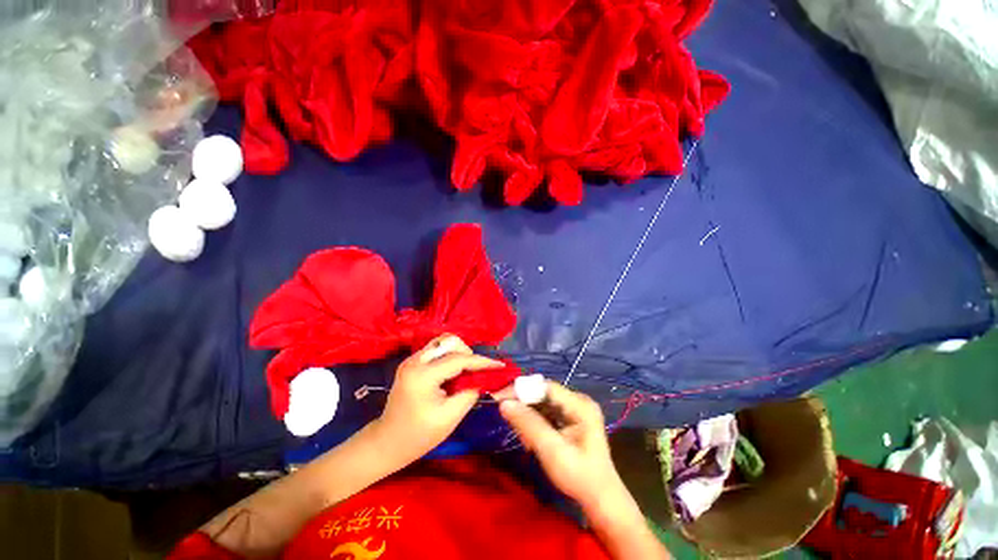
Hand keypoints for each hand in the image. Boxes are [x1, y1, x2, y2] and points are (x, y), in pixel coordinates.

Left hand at [374, 335, 503, 464]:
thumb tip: (482, 378)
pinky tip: (454, 371)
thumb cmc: (418, 436)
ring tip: (467, 371)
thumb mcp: (450, 417)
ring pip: (443, 343)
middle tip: (478, 372)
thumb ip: (469, 393)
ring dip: (459, 353)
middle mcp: (415, 361)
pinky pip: (437, 350)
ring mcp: (411, 360)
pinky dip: (450, 356)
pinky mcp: (411, 363)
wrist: (386, 442)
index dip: (481, 361)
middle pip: (450, 343)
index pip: (458, 360)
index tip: (499, 365)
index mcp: (423, 375)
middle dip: (468, 354)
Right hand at [499, 383, 628, 512]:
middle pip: (543, 393)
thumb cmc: (579, 477)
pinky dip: (534, 422)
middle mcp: (577, 401)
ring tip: (524, 438)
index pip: (545, 387)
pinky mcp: (570, 418)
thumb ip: (528, 425)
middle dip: (524, 405)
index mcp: (580, 404)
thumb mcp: (551, 451)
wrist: (600, 499)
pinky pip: (546, 412)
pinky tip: (531, 439)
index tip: (499, 398)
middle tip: (508, 419)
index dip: (521, 389)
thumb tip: (503, 404)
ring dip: (527, 416)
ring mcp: (574, 409)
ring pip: (542, 403)